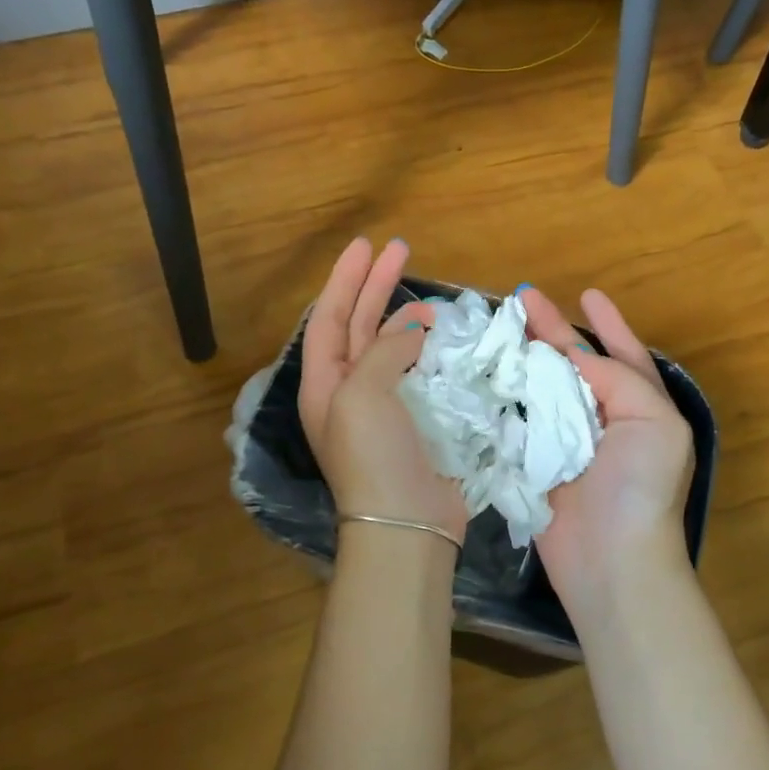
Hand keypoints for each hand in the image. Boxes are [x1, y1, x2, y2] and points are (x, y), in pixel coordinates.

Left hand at [300, 238, 468, 541]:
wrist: (406, 522)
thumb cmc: (373, 455)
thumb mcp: (363, 393)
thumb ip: (386, 350)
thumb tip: (415, 332)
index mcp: (325, 384)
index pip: (331, 318)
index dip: (345, 280)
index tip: (366, 246)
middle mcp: (349, 391)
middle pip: (360, 326)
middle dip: (376, 287)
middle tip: (399, 250)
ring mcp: (383, 408)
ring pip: (392, 348)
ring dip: (406, 319)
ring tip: (430, 298)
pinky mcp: (415, 421)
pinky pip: (419, 372)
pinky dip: (429, 350)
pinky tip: (444, 337)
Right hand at [518, 287, 695, 620]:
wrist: (612, 560)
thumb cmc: (640, 486)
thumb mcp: (653, 420)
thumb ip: (618, 377)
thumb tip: (572, 357)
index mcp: (641, 407)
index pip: (623, 354)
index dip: (607, 323)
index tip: (587, 294)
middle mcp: (605, 420)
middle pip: (574, 365)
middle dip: (551, 331)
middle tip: (522, 298)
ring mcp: (568, 443)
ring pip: (542, 388)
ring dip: (524, 358)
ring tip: (499, 328)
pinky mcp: (536, 464)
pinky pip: (518, 422)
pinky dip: (504, 396)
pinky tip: (485, 373)